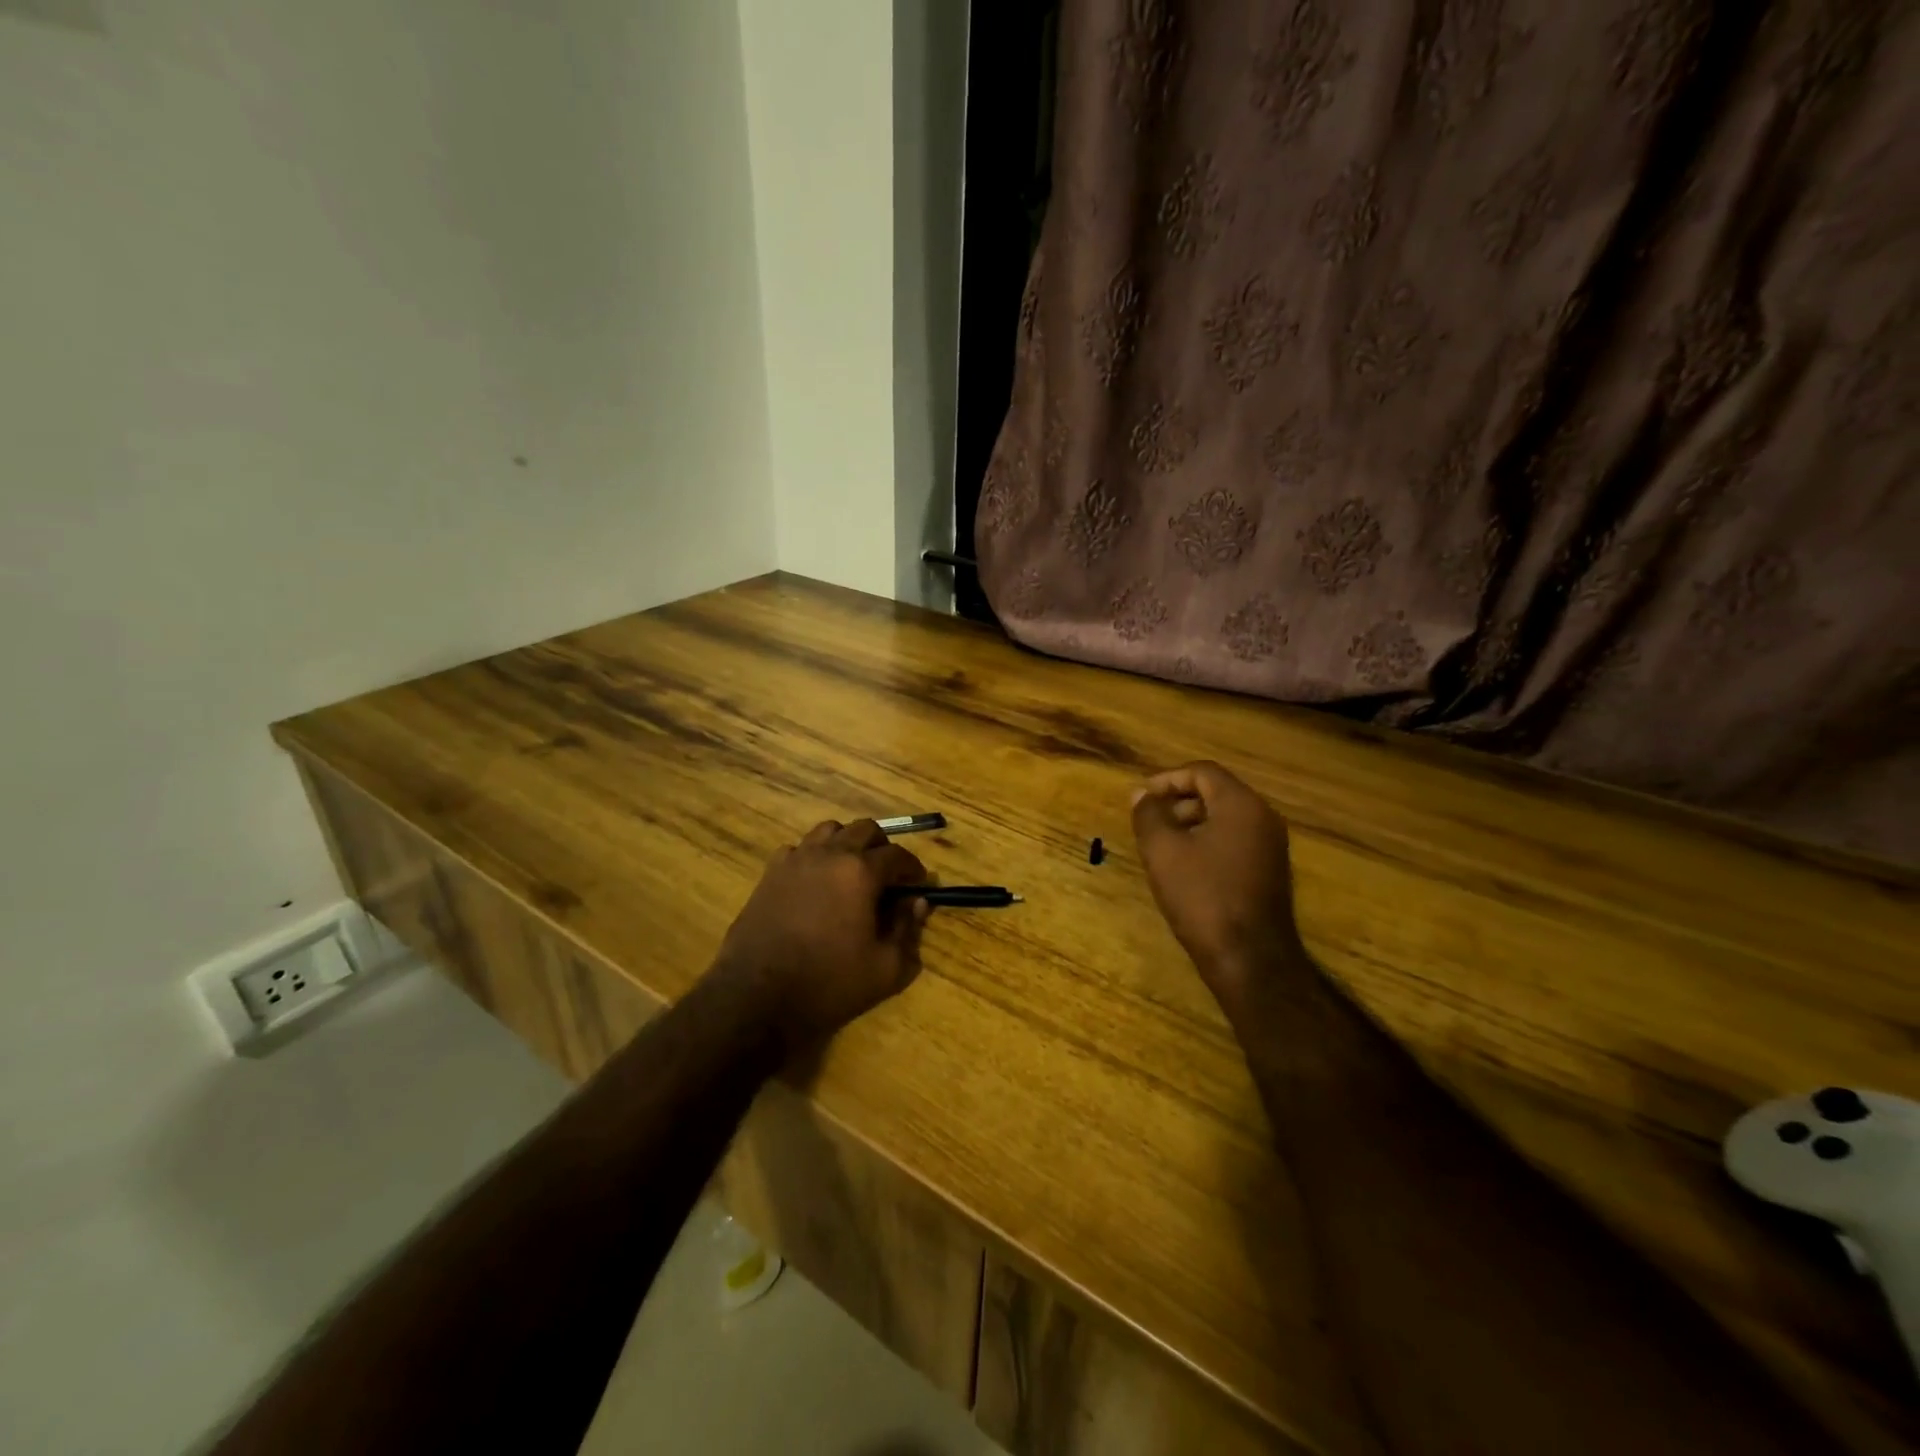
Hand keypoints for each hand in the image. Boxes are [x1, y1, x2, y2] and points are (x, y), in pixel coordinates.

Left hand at [713, 819, 931, 1053]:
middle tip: (887, 876)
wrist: (757, 998)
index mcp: (861, 872)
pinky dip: (813, 857)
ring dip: (846, 844)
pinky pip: (798, 849)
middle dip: (882, 847)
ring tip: (850, 872)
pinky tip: (814, 883)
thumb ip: (908, 929)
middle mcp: (829, 854)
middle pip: (864, 829)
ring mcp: (795, 860)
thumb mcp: (886, 968)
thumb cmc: (829, 984)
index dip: (913, 868)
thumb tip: (918, 903)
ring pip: (829, 831)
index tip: (917, 884)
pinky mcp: (770, 874)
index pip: (897, 855)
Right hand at [1130, 761, 1310, 1008]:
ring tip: (1161, 848)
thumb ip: (1149, 815)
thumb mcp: (1163, 851)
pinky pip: (1235, 842)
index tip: (1140, 799)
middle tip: (1148, 823)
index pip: (1202, 771)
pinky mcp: (1270, 873)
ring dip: (1190, 824)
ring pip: (1225, 819)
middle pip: (1216, 793)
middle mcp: (1263, 818)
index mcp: (1241, 805)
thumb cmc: (1203, 897)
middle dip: (1177, 802)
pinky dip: (1207, 844)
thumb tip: (1141, 794)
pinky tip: (1185, 871)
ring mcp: (1271, 847)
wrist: (1250, 960)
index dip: (1167, 779)